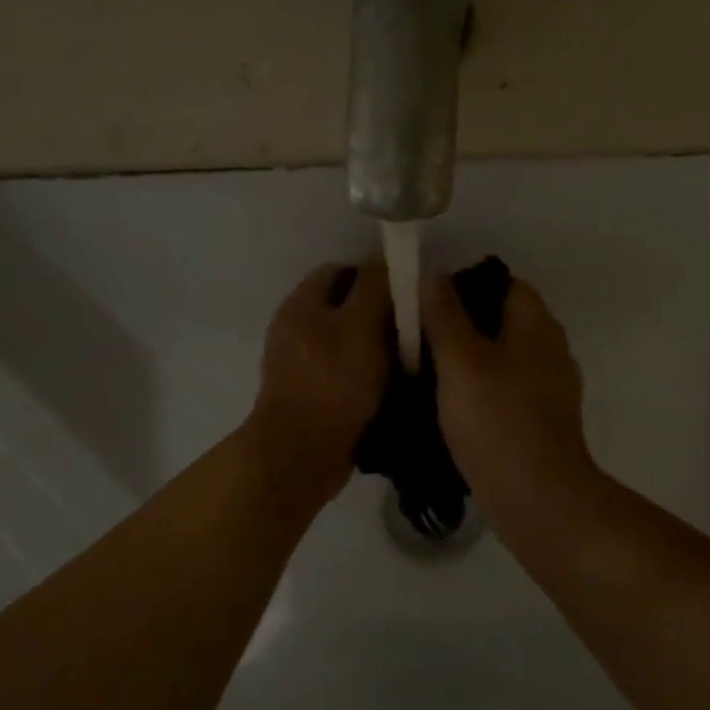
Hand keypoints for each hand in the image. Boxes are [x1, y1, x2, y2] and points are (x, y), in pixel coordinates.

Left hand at [250, 260, 391, 485]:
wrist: (302, 454)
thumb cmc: (333, 382)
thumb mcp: (360, 326)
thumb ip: (374, 287)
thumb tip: (384, 255)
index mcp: (300, 305)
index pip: (339, 271)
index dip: (373, 275)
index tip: (406, 294)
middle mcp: (295, 329)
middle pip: (344, 307)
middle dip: (378, 314)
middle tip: (414, 327)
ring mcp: (300, 365)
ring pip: (347, 343)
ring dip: (376, 349)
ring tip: (410, 358)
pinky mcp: (311, 395)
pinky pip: (344, 373)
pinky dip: (366, 376)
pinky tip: (392, 386)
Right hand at [422, 271, 599, 526]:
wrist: (535, 496)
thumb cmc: (496, 419)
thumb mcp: (460, 361)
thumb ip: (445, 315)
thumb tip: (434, 275)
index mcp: (537, 326)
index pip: (506, 284)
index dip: (467, 286)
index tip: (430, 305)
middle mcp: (551, 350)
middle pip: (504, 321)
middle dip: (465, 326)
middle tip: (422, 339)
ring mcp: (551, 388)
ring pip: (505, 358)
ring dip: (472, 361)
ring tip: (430, 373)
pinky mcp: (543, 421)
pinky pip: (508, 391)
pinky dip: (483, 391)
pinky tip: (454, 408)